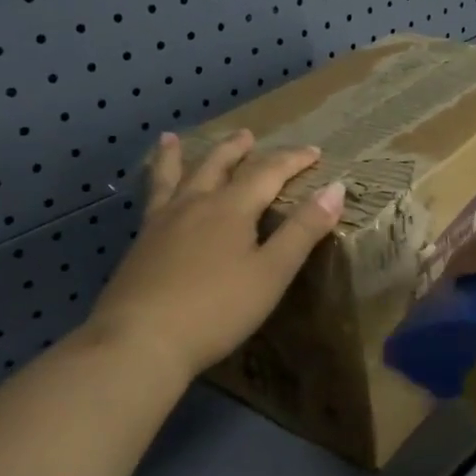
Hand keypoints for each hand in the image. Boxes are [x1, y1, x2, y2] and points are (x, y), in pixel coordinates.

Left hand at [88, 129, 345, 379]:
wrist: (140, 340)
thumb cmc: (217, 309)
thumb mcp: (272, 272)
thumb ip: (303, 230)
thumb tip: (335, 188)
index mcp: (231, 208)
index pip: (268, 172)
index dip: (293, 160)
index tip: (314, 152)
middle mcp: (194, 204)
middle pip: (218, 166)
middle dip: (237, 150)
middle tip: (247, 135)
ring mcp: (162, 223)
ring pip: (174, 177)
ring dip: (178, 156)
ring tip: (171, 139)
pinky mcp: (140, 245)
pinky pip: (150, 200)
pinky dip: (153, 184)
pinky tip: (153, 194)